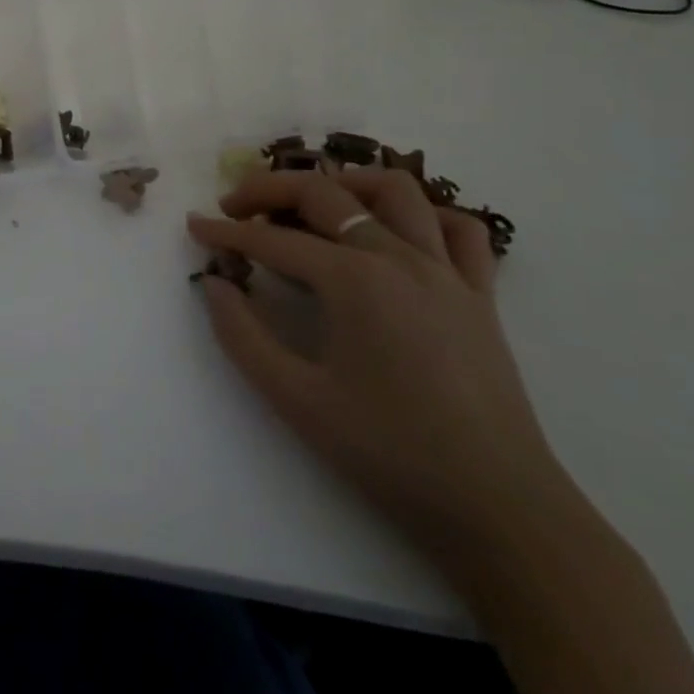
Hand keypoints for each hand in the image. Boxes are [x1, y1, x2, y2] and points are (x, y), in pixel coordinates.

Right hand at [188, 169, 568, 565]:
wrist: (500, 510)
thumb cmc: (390, 453)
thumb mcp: (296, 399)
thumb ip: (242, 335)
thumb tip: (214, 284)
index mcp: (353, 279)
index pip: (273, 240)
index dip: (226, 232)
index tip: (194, 225)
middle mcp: (398, 257)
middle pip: (324, 194)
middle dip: (268, 189)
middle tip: (234, 207)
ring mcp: (446, 271)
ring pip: (396, 190)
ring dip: (346, 183)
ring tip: (314, 203)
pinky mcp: (481, 295)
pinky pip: (459, 230)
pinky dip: (424, 216)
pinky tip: (395, 233)